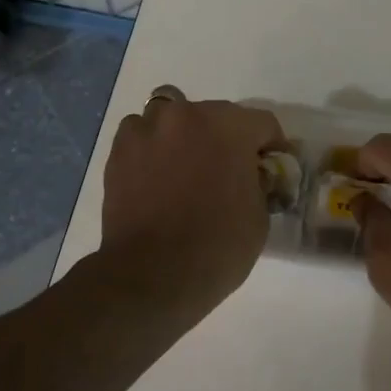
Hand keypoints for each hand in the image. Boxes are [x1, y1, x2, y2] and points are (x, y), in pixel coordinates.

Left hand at [96, 86, 283, 312]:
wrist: (151, 275)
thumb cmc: (217, 246)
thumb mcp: (259, 215)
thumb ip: (258, 181)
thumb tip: (251, 173)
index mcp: (230, 127)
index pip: (262, 123)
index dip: (271, 146)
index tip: (270, 167)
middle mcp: (188, 114)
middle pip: (216, 115)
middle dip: (225, 138)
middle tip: (226, 171)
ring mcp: (149, 128)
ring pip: (173, 116)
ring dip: (183, 134)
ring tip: (184, 166)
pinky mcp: (119, 149)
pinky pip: (141, 133)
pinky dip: (151, 146)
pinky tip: (155, 173)